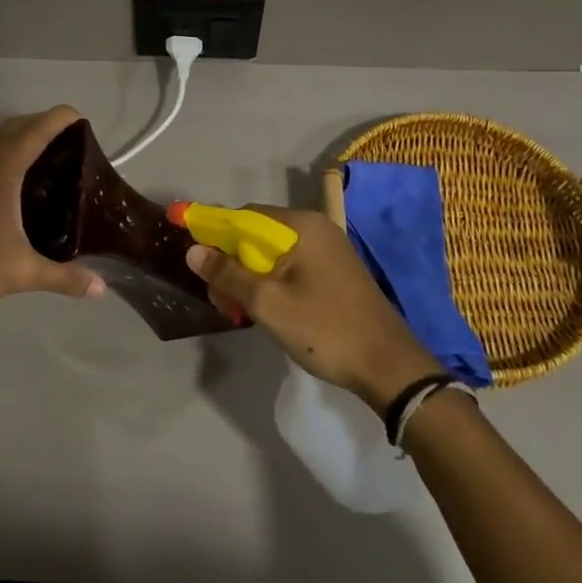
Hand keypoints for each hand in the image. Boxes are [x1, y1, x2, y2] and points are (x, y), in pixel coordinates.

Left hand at [0, 106, 103, 324]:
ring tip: (50, 156)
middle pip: (16, 126)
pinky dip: (5, 153)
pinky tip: (17, 181)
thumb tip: (101, 288)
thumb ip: (65, 277)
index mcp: (2, 169)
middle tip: (73, 141)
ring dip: (22, 137)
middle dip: (44, 124)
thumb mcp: (23, 272)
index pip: (37, 130)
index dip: (60, 118)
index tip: (83, 119)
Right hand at [185, 207, 436, 410]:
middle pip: (258, 234)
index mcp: (301, 226)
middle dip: (232, 260)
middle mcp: (316, 228)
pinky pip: (292, 266)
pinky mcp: (335, 272)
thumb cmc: (325, 329)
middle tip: (219, 296)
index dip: (214, 232)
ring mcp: (329, 250)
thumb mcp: (268, 303)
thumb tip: (193, 250)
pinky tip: (265, 309)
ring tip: (237, 308)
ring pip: (274, 253)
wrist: (389, 366)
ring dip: (250, 275)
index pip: (244, 216)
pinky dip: (271, 281)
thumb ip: (228, 273)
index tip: (194, 255)